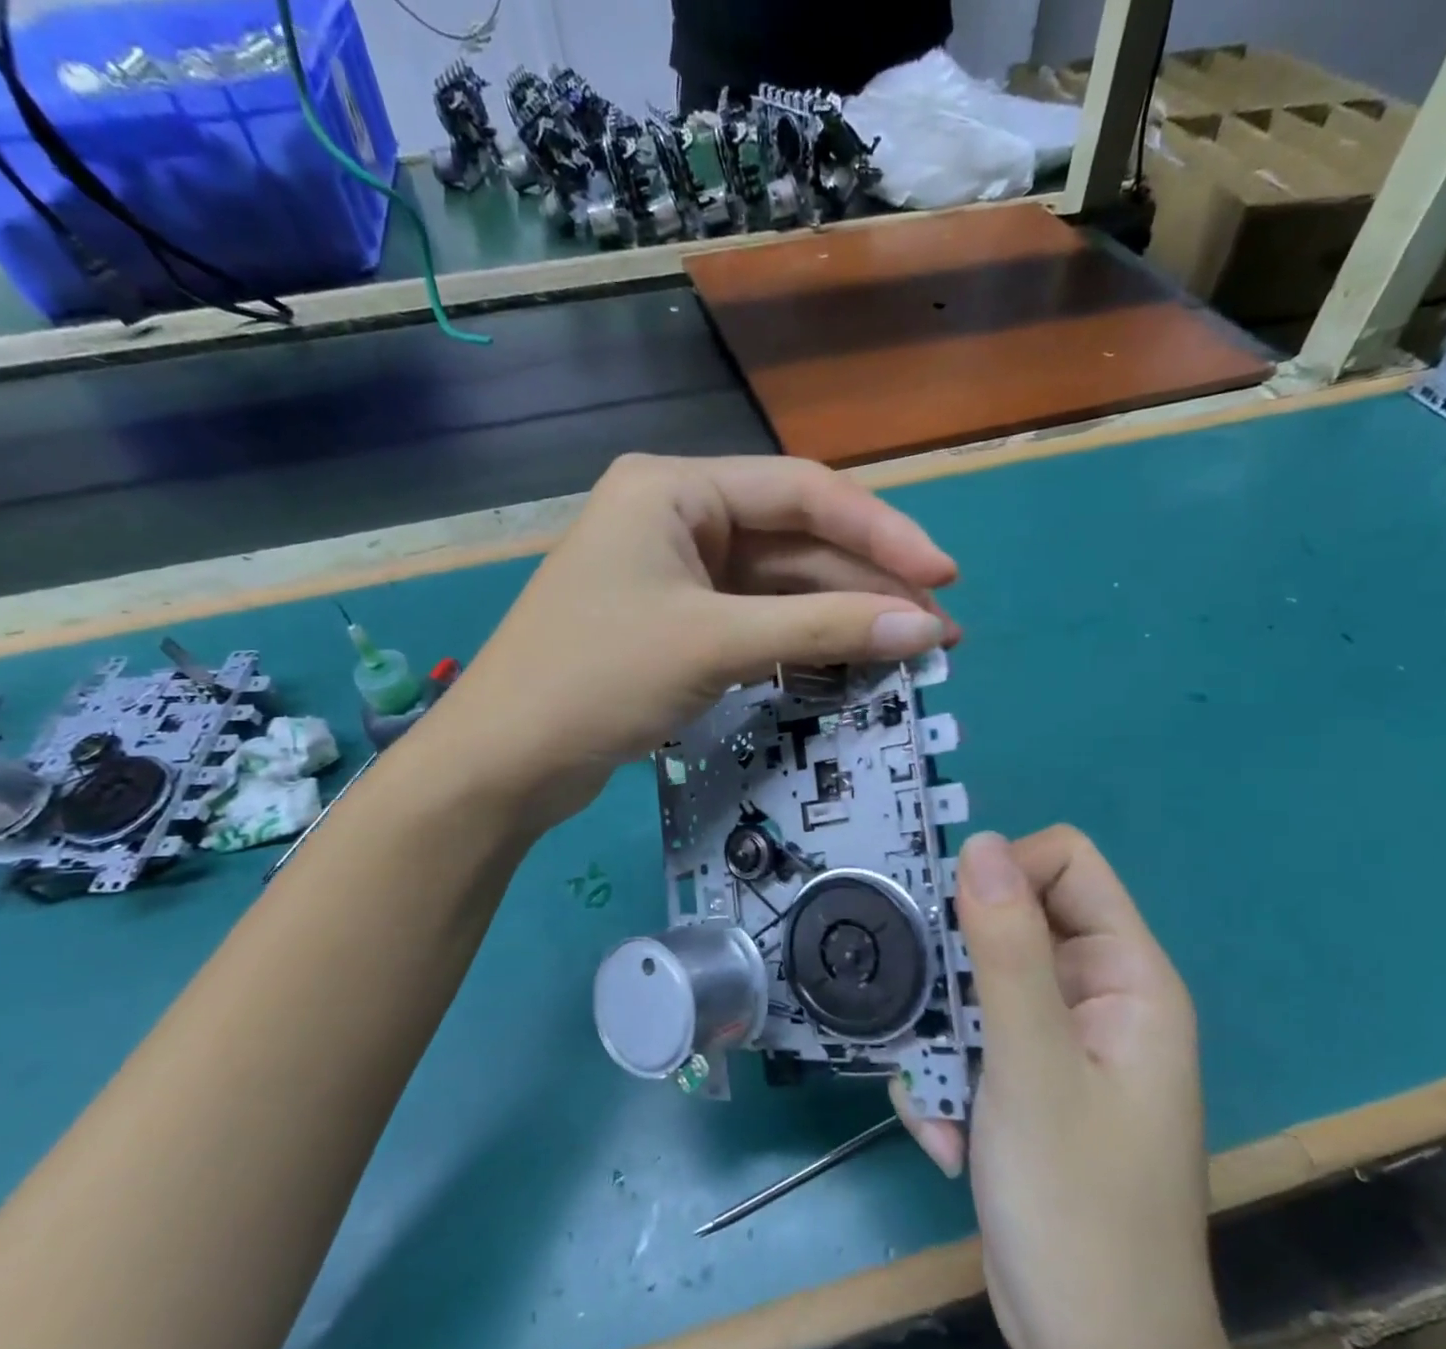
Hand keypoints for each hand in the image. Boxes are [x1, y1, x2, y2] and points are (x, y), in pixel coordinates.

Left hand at [425, 454, 958, 825]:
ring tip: (913, 649)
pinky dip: (804, 640)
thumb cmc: (596, 679)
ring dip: (844, 615)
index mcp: (675, 488)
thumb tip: (926, 628)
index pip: (802, 493)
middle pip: (797, 540)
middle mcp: (679, 517)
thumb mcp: (715, 644)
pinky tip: (854, 658)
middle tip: (939, 629)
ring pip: (782, 585)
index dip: (881, 532)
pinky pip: (758, 620)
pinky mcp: (679, 623)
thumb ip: (823, 630)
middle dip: (869, 583)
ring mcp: (679, 573)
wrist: (503, 763)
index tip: (942, 579)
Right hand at [891, 829, 1256, 1348]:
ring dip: (942, 1042)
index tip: (950, 920)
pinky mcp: (1023, 1083)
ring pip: (974, 987)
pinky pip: (968, 1043)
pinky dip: (945, 1083)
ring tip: (938, 1103)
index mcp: (1125, 977)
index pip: (1066, 864)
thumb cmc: (1078, 1208)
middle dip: (957, 973)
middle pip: (1008, 924)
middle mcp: (1095, 998)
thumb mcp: (1032, 1067)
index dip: (1005, 873)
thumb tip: (981, 843)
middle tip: (928, 1019)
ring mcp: (1057, 1043)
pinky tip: (945, 1140)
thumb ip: (1007, 950)